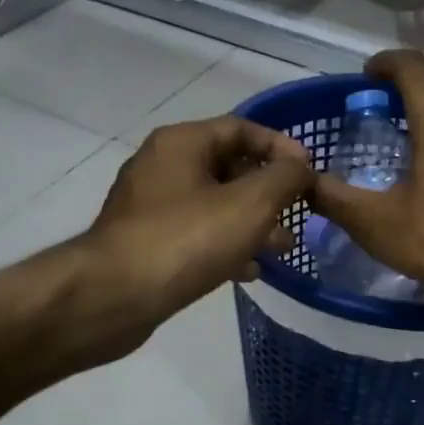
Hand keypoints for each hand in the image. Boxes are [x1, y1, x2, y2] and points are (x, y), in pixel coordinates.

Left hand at [83, 116, 312, 344]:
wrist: (114, 296)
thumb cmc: (187, 240)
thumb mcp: (250, 203)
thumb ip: (285, 178)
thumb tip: (300, 167)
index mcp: (181, 142)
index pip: (241, 128)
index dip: (280, 147)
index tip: (309, 173)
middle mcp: (161, 166)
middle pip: (228, 167)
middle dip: (268, 192)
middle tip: (296, 216)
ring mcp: (149, 206)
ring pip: (214, 205)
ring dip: (251, 223)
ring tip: (280, 249)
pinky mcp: (145, 242)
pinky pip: (195, 234)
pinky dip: (225, 246)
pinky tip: (248, 271)